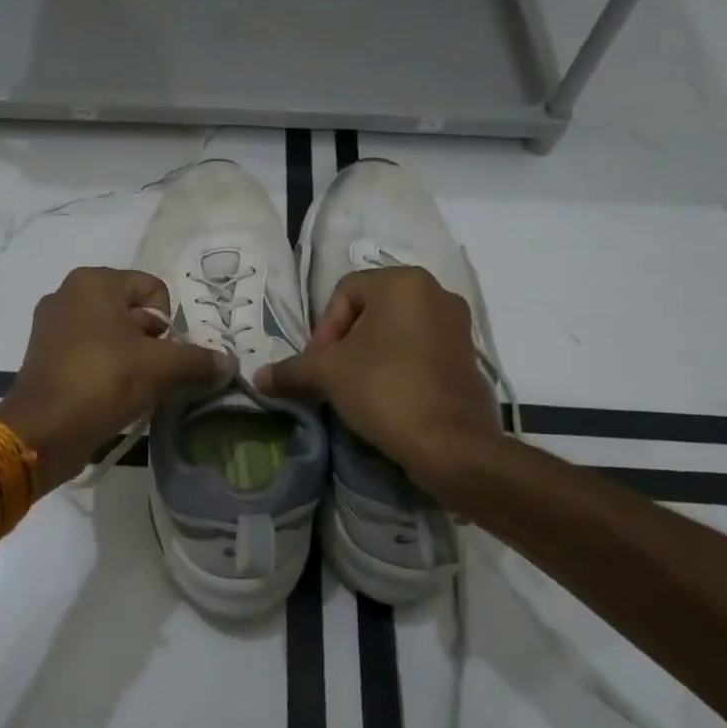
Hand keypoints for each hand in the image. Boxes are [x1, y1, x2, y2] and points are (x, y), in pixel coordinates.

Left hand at [0, 267, 230, 491]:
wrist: (43, 432)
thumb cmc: (103, 382)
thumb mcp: (160, 368)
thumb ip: (198, 360)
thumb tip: (227, 362)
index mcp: (93, 282)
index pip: (154, 290)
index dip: (168, 324)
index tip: (162, 356)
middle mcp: (69, 294)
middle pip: (134, 312)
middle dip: (152, 343)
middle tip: (152, 375)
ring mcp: (51, 325)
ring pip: (113, 335)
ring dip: (132, 360)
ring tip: (135, 390)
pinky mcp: (44, 356)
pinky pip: (91, 354)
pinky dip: (107, 370)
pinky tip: (113, 397)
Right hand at [257, 267, 501, 495]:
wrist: (451, 445)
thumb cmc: (385, 390)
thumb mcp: (327, 376)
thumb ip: (290, 370)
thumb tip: (257, 378)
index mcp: (403, 282)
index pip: (344, 292)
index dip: (323, 328)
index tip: (319, 365)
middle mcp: (436, 292)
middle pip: (371, 309)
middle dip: (345, 342)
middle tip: (332, 376)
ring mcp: (458, 324)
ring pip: (397, 330)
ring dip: (370, 354)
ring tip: (356, 388)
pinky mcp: (468, 356)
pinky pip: (421, 349)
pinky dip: (399, 365)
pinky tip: (387, 396)